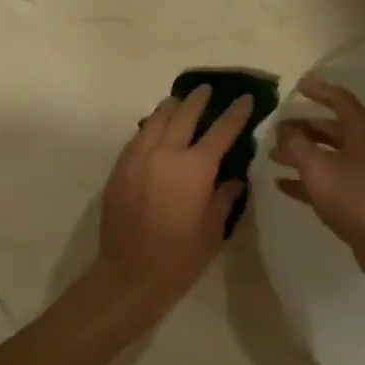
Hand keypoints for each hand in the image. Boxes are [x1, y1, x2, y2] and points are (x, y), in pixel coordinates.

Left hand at [92, 86, 253, 325]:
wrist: (130, 274)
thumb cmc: (180, 257)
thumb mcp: (213, 229)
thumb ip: (224, 197)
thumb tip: (232, 178)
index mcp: (195, 168)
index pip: (221, 131)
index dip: (236, 113)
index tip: (245, 98)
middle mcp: (166, 153)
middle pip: (184, 115)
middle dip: (199, 100)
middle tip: (207, 89)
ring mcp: (138, 158)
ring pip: (155, 120)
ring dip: (170, 108)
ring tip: (179, 101)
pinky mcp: (119, 169)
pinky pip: (137, 138)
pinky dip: (150, 128)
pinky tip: (154, 130)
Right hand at [270, 78, 364, 284]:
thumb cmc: (354, 198)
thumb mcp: (318, 168)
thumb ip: (297, 145)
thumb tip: (284, 130)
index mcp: (362, 132)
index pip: (340, 100)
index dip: (318, 90)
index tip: (297, 86)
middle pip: (331, 128)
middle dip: (302, 127)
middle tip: (276, 130)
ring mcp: (364, 173)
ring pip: (328, 155)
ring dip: (301, 153)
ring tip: (272, 157)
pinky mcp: (360, 197)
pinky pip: (329, 179)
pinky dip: (307, 178)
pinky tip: (283, 185)